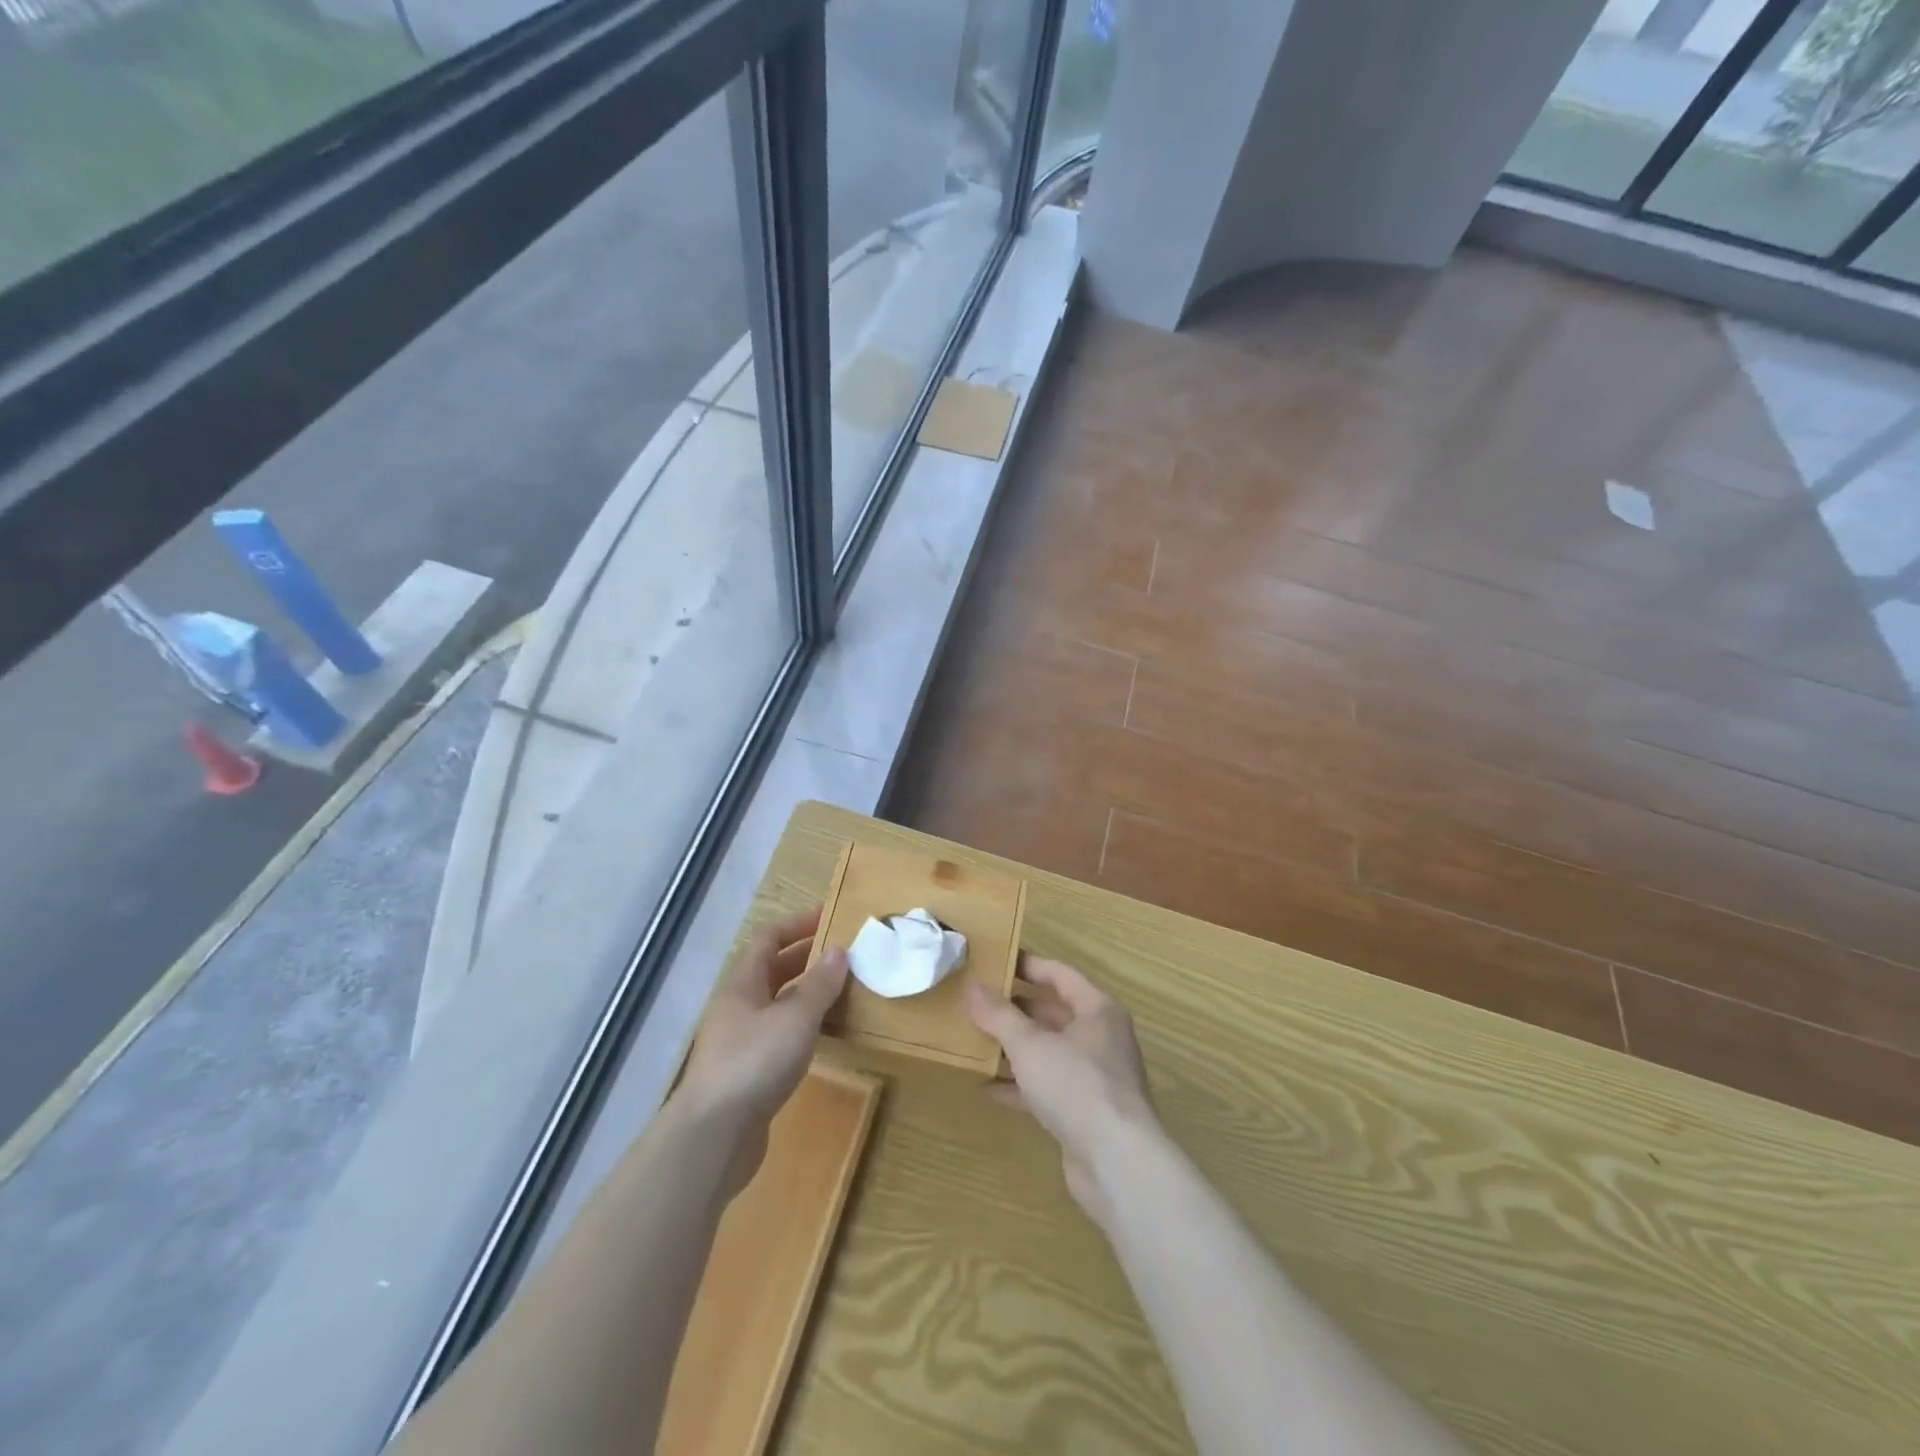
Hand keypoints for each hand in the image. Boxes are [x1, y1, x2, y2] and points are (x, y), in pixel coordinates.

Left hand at [679, 907, 848, 1185]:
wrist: (714, 1136)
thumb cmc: (755, 1062)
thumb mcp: (796, 1017)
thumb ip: (820, 984)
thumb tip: (839, 951)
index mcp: (742, 984)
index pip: (768, 938)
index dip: (798, 924)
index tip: (831, 917)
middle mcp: (736, 1007)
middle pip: (771, 971)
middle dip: (806, 959)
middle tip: (844, 957)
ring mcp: (738, 1042)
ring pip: (776, 1005)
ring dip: (805, 995)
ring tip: (841, 994)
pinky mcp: (745, 1075)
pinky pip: (778, 1037)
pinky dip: (801, 1028)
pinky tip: (822, 1039)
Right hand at [968, 958, 1157, 1220]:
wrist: (1117, 1163)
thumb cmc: (1077, 1085)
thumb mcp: (1030, 1044)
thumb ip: (999, 1015)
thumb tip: (972, 986)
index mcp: (1097, 1010)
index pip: (1059, 974)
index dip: (1027, 966)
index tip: (994, 962)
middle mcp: (1100, 1038)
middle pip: (1053, 1014)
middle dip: (1015, 1009)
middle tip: (976, 1002)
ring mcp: (1093, 1078)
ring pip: (1048, 1052)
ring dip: (1014, 1048)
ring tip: (975, 1040)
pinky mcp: (1083, 1113)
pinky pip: (1046, 1088)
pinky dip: (1019, 1086)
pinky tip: (987, 1088)